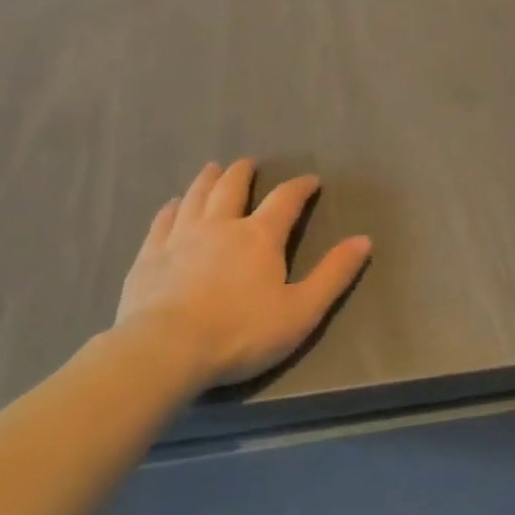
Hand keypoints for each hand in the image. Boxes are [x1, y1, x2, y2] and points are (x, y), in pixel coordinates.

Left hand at [114, 160, 371, 389]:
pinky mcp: (150, 255)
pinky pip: (163, 220)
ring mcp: (181, 236)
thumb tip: (364, 240)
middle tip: (248, 164)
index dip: (300, 187)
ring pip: (196, 196)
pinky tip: (172, 204)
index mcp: (259, 236)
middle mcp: (220, 225)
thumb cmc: (240, 333)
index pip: (285, 200)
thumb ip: (333, 274)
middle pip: (232, 187)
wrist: (165, 350)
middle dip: (243, 172)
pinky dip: (171, 207)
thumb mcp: (301, 311)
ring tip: (213, 168)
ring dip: (207, 179)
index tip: (311, 181)